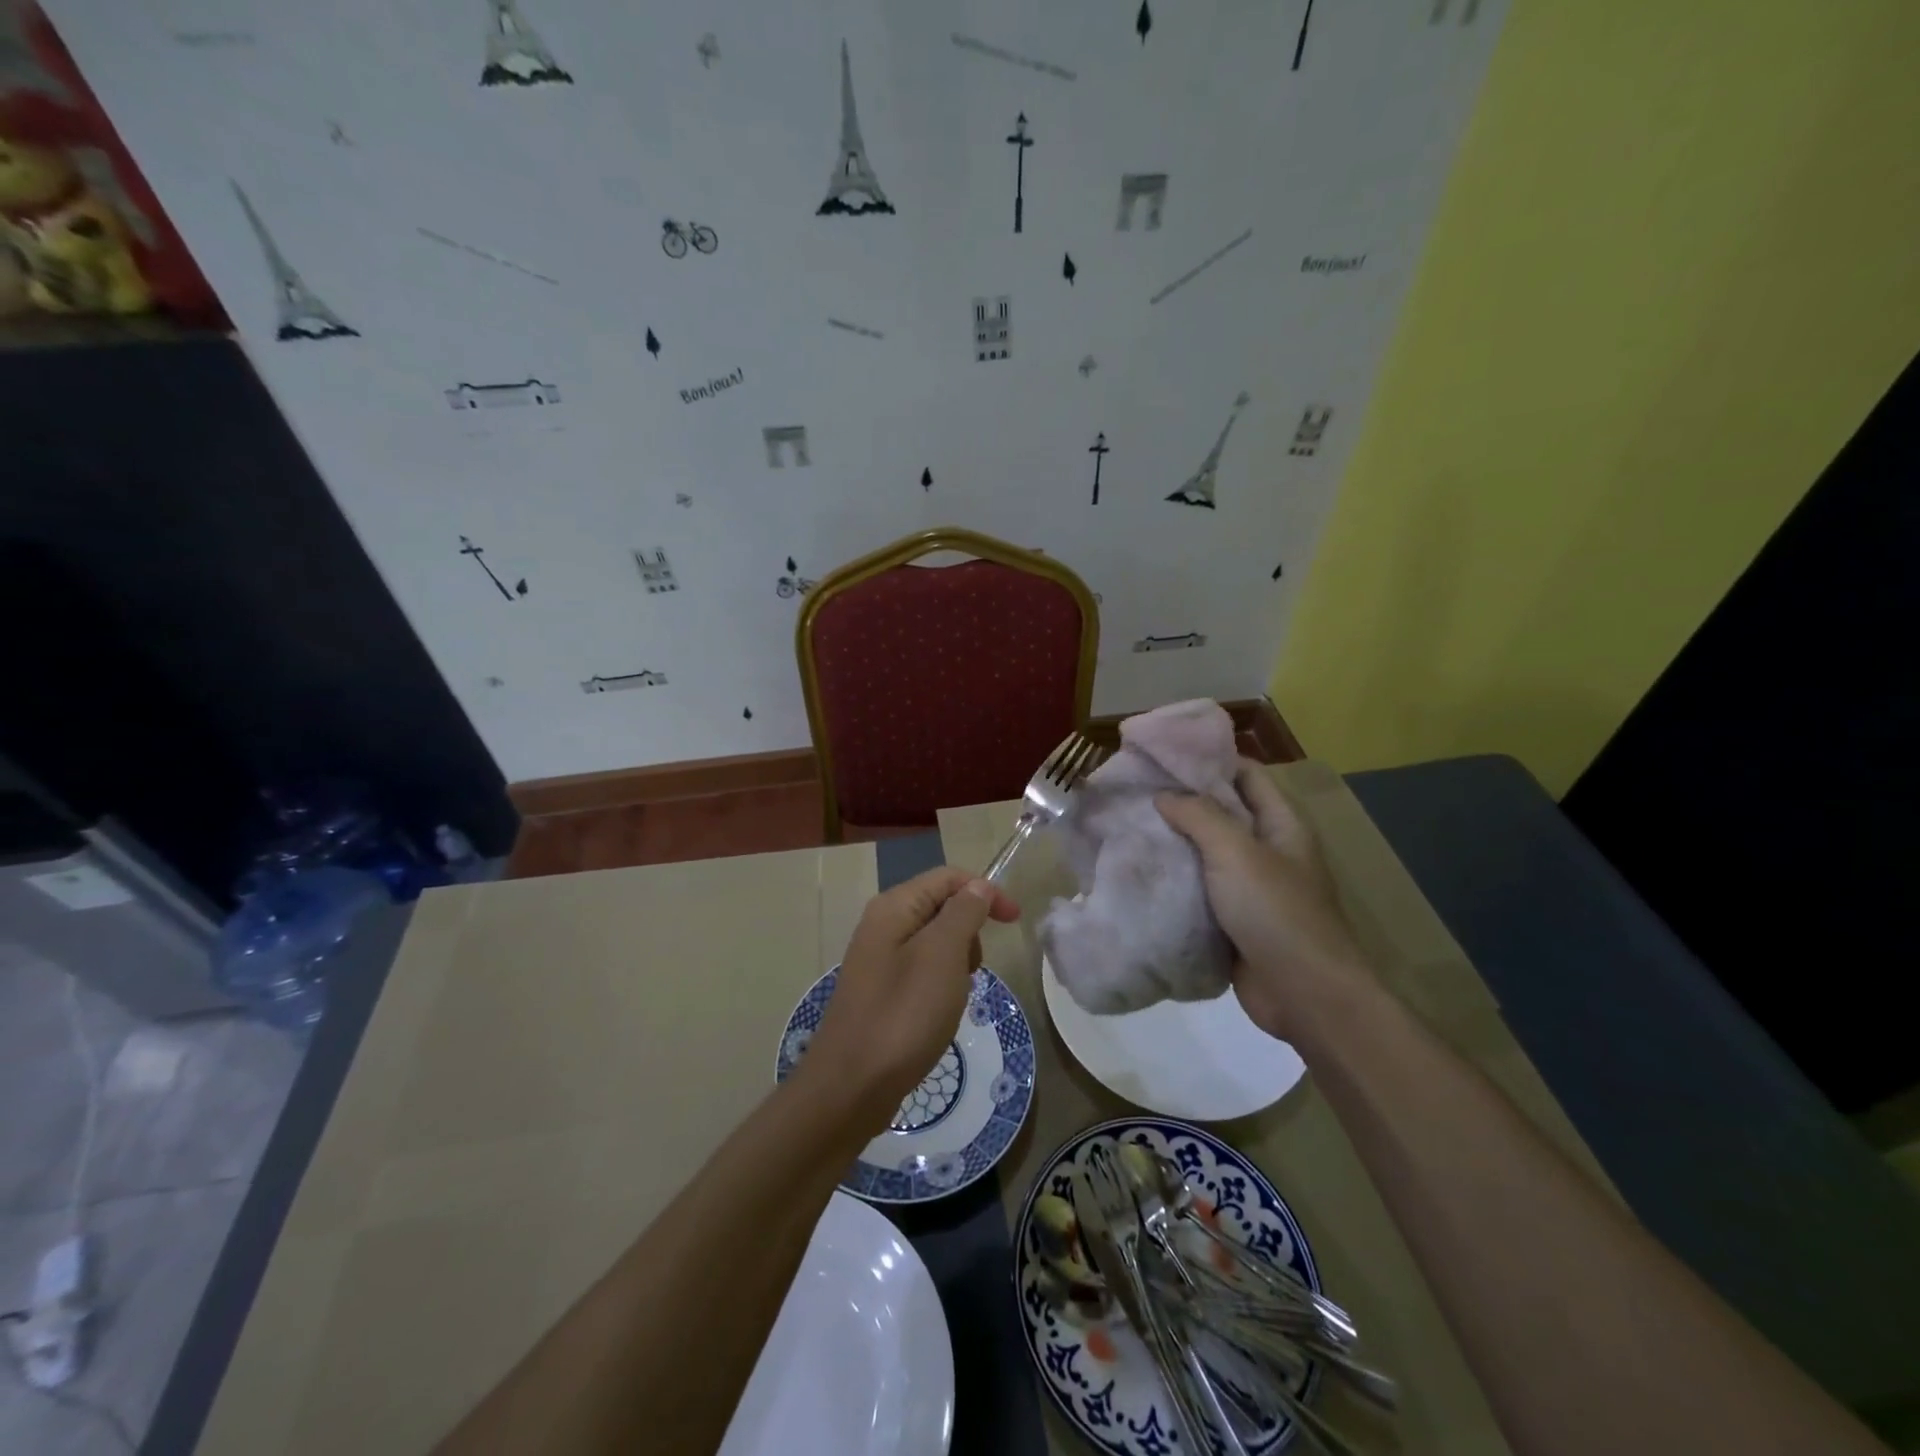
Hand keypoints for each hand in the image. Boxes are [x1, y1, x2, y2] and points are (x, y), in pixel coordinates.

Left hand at [800, 867, 1021, 1132]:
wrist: (851, 1087)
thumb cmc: (903, 1015)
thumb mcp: (942, 956)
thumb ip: (963, 913)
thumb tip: (979, 886)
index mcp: (894, 907)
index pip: (947, 877)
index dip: (985, 891)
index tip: (1015, 922)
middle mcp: (882, 925)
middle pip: (940, 906)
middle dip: (969, 931)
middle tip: (972, 969)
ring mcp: (878, 960)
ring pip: (935, 943)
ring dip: (957, 962)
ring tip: (954, 997)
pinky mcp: (881, 992)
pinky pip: (922, 972)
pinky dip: (941, 985)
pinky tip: (939, 1015)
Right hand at [1156, 761, 1370, 1039]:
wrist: (1303, 994)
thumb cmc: (1275, 911)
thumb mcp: (1236, 852)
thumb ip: (1199, 816)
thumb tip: (1164, 795)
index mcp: (1281, 824)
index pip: (1245, 774)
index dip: (1208, 759)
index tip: (1162, 754)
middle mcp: (1267, 849)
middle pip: (1222, 812)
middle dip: (1181, 800)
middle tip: (1133, 789)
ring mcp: (1250, 887)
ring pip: (1206, 852)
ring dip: (1173, 841)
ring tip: (1127, 825)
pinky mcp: (1232, 919)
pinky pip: (1199, 889)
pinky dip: (1174, 879)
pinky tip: (1139, 871)